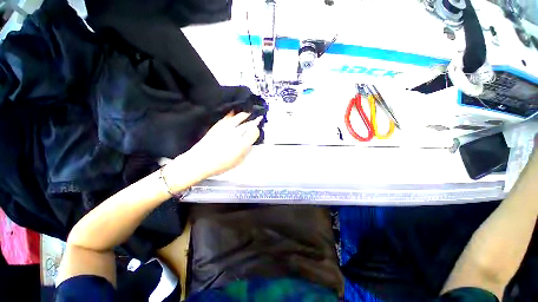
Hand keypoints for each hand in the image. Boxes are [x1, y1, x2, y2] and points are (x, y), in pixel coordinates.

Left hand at [181, 112, 261, 178]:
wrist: (200, 161)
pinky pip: (227, 117)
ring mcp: (226, 127)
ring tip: (247, 114)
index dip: (257, 131)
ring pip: (239, 117)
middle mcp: (236, 133)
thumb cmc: (221, 165)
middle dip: (254, 121)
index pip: (254, 132)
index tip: (256, 132)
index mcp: (242, 143)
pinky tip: (233, 113)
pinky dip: (232, 114)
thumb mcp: (238, 161)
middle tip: (257, 119)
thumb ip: (246, 151)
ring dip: (245, 115)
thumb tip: (250, 143)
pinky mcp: (218, 125)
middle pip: (249, 123)